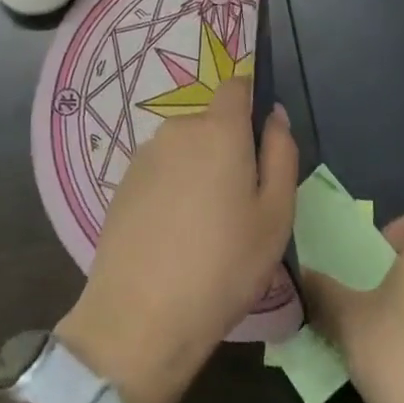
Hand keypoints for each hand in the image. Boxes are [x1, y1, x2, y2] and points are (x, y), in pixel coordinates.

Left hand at [57, 76, 296, 402]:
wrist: (139, 316)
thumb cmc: (223, 266)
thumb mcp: (275, 216)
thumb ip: (281, 154)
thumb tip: (274, 115)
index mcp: (218, 129)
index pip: (236, 86)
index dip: (251, 102)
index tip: (261, 142)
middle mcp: (178, 129)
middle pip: (211, 123)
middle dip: (228, 149)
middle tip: (240, 205)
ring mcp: (144, 155)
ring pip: (185, 150)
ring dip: (199, 171)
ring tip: (205, 228)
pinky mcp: (123, 184)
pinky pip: (160, 172)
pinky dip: (172, 190)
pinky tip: (174, 237)